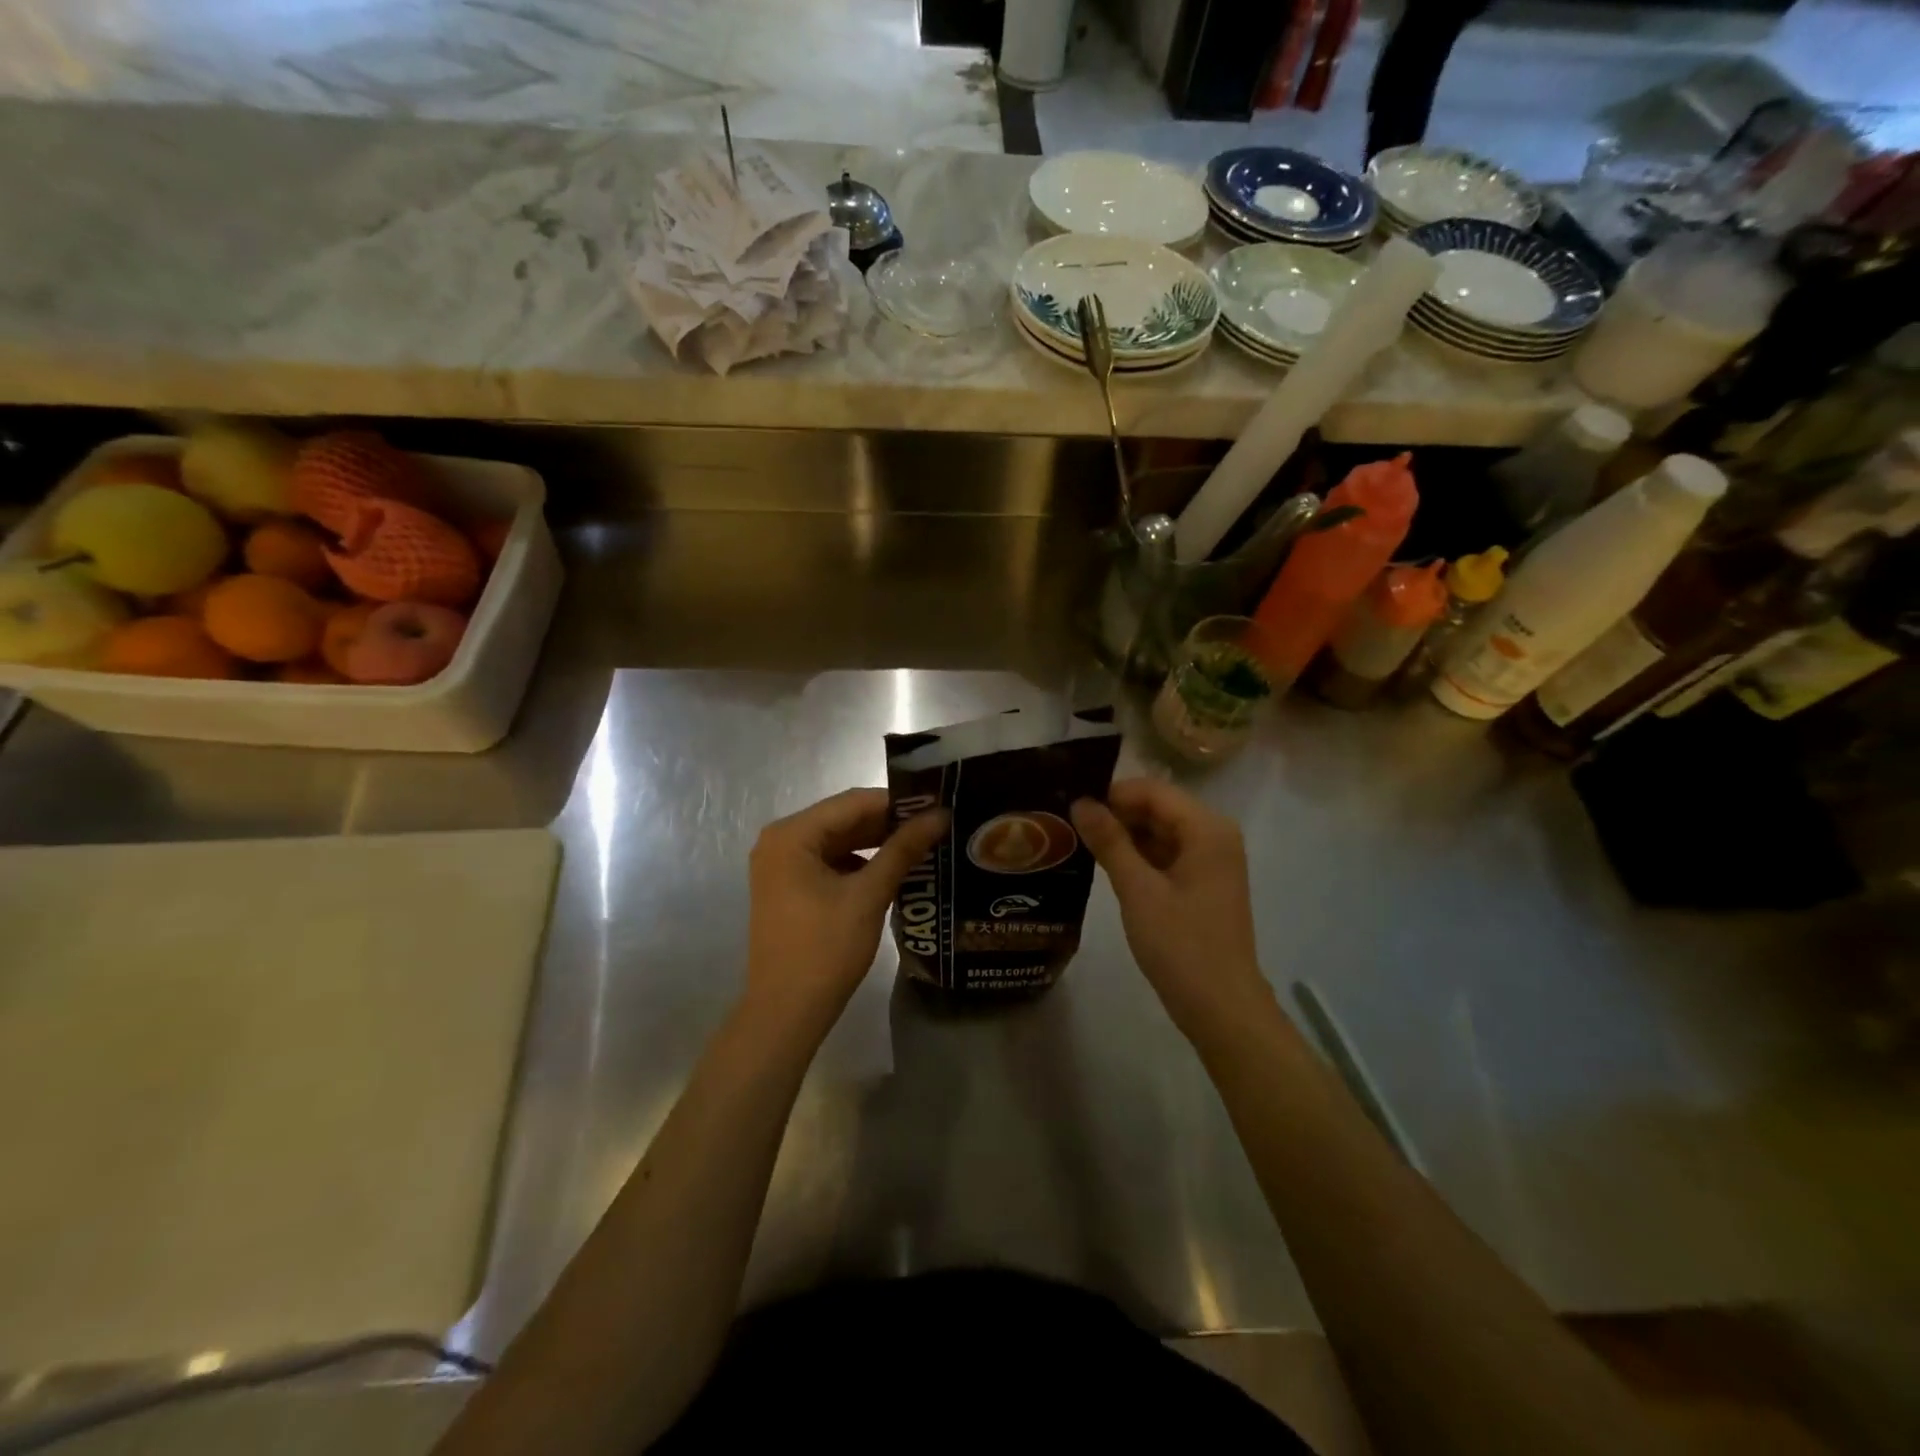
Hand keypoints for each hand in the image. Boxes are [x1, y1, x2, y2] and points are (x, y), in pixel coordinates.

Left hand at [745, 787, 948, 1043]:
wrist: (786, 1012)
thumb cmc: (825, 949)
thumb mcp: (868, 895)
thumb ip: (903, 850)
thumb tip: (939, 816)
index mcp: (792, 834)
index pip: (853, 802)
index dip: (898, 802)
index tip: (938, 804)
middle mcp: (780, 840)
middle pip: (844, 818)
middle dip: (889, 823)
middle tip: (936, 824)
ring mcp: (781, 864)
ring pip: (838, 840)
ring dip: (877, 843)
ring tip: (923, 843)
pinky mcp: (788, 886)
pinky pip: (829, 861)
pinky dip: (860, 862)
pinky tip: (893, 870)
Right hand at [1072, 778, 1274, 1044]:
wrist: (1221, 1008)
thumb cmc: (1181, 945)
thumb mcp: (1138, 890)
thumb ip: (1109, 841)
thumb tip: (1080, 801)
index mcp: (1207, 829)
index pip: (1152, 790)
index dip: (1111, 794)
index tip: (1070, 805)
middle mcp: (1214, 835)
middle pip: (1158, 807)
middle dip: (1116, 813)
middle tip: (1068, 823)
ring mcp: (1211, 860)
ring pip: (1160, 831)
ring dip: (1124, 835)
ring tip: (1079, 841)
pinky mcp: (1203, 883)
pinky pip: (1167, 854)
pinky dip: (1139, 856)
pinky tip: (1105, 865)